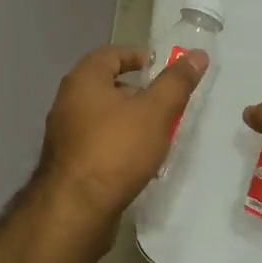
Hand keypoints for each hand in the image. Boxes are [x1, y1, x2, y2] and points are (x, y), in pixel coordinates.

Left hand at [40, 44, 207, 220]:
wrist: (76, 208)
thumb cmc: (116, 150)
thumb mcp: (156, 112)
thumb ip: (176, 82)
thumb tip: (197, 55)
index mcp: (84, 80)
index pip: (111, 54)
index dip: (138, 56)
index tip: (163, 69)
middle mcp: (68, 101)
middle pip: (106, 85)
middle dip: (137, 91)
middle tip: (165, 103)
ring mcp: (64, 134)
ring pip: (102, 116)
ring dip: (129, 120)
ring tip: (157, 133)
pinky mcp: (67, 162)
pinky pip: (97, 141)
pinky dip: (118, 143)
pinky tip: (137, 160)